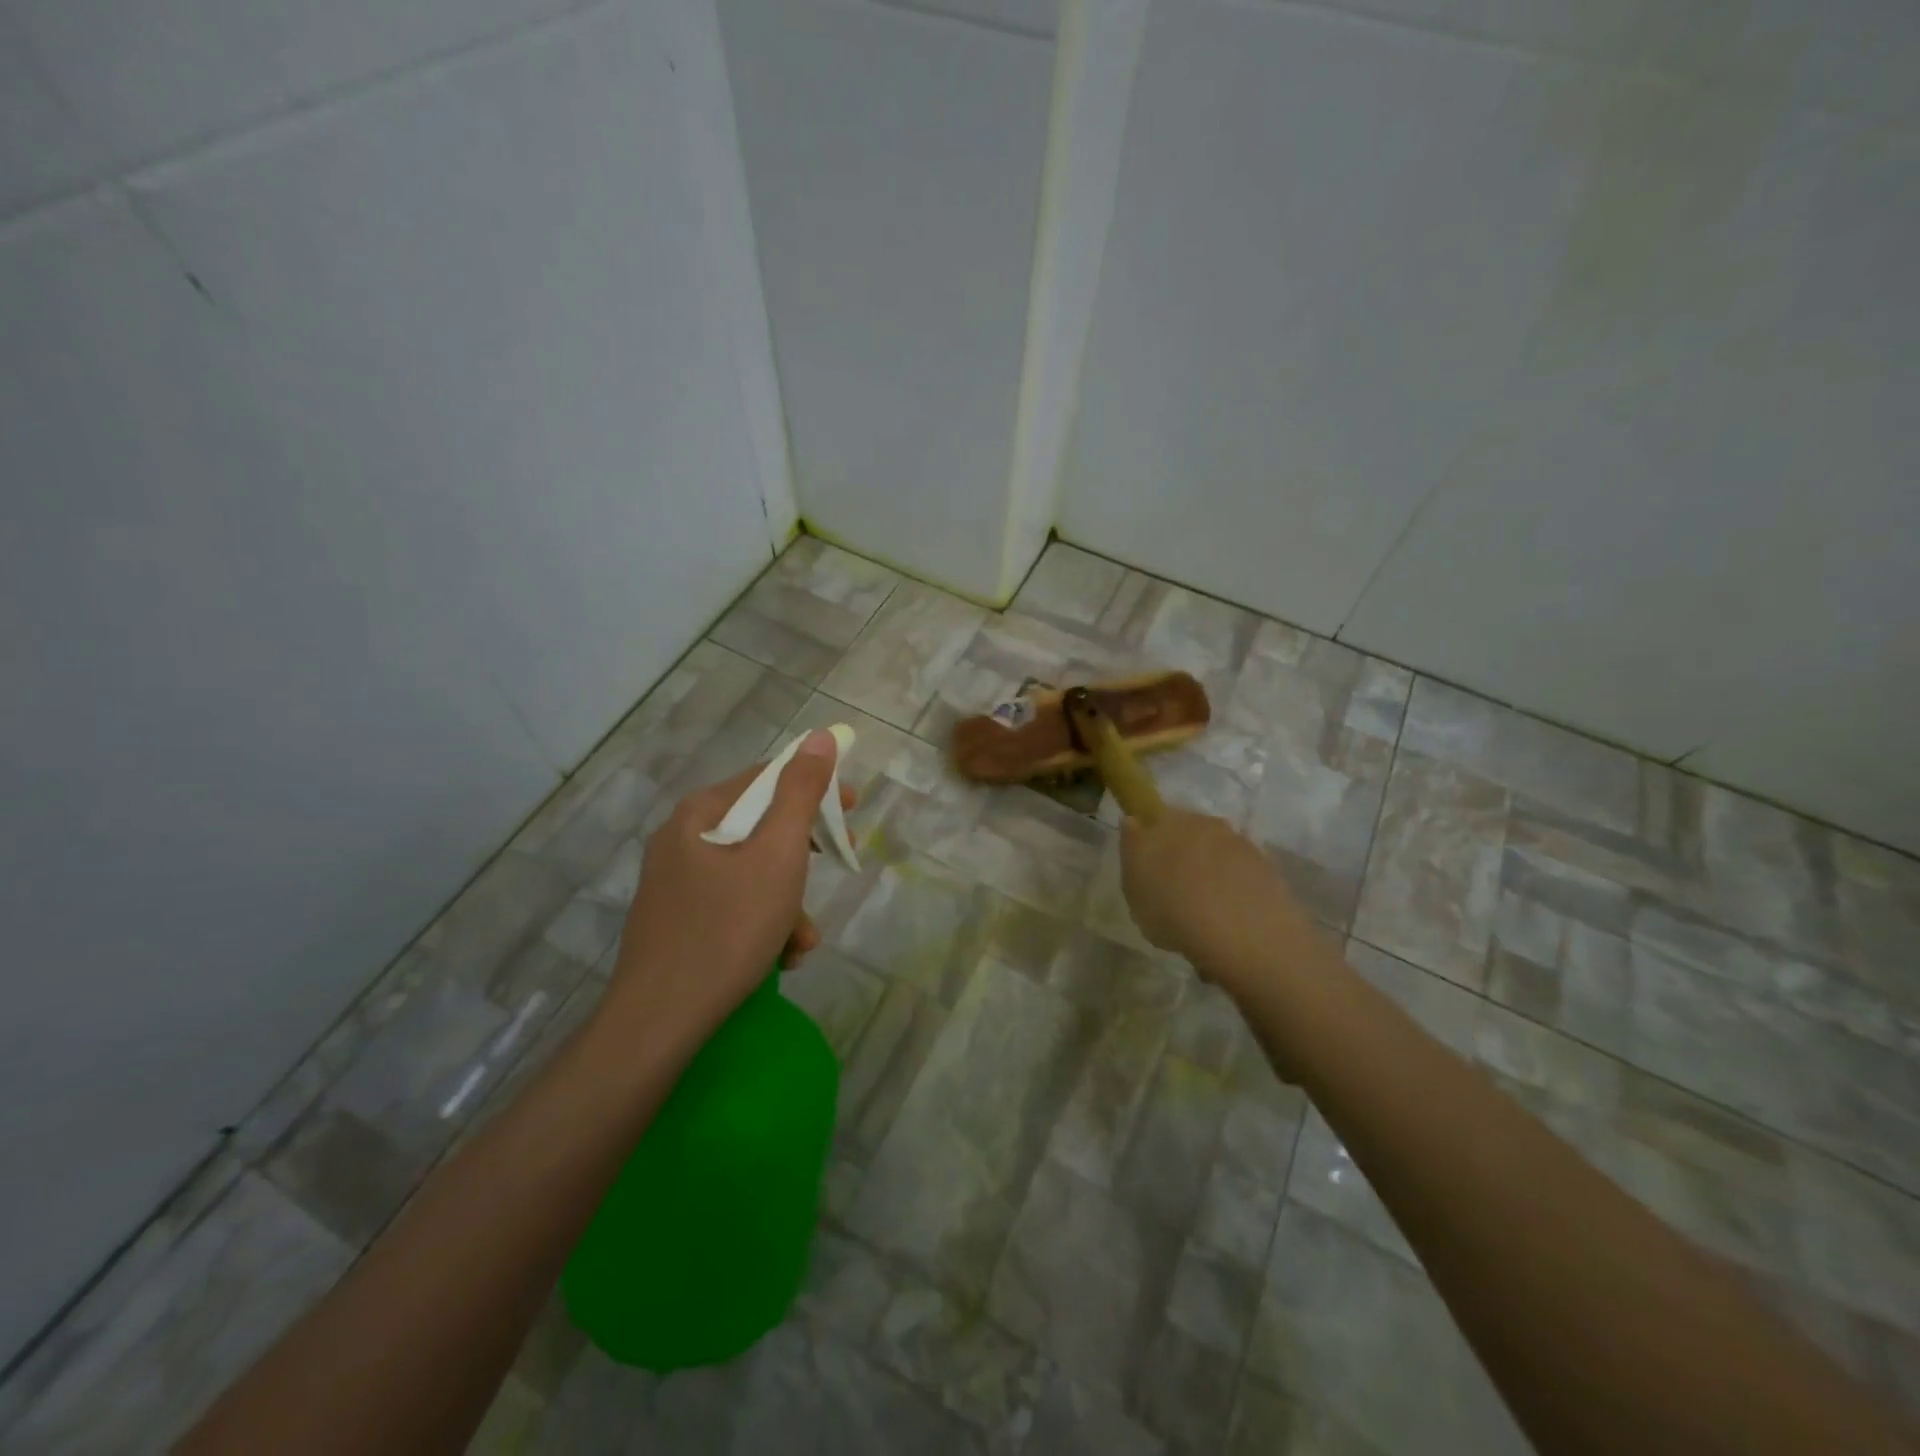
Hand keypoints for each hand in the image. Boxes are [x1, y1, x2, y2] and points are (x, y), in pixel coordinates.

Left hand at [604, 729, 846, 1051]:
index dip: (816, 787)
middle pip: (761, 827)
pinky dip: (762, 923)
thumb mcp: (778, 855)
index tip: (854, 809)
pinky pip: (732, 904)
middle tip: (839, 863)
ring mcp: (675, 882)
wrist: (658, 1022)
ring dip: (788, 901)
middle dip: (804, 856)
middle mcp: (681, 839)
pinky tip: (777, 958)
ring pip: (751, 872)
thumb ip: (800, 793)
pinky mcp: (676, 920)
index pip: (767, 778)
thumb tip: (818, 738)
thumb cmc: (727, 929)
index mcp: (700, 813)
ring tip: (802, 942)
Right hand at [1119, 809, 1315, 996]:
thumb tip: (1133, 822)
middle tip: (1176, 891)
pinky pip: (1243, 873)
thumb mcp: (1133, 889)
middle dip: (1183, 854)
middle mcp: (1205, 824)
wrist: (1245, 934)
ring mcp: (1240, 842)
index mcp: (1167, 822)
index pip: (1154, 818)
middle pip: (1189, 832)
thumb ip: (1132, 851)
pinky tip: (1232, 917)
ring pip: (1218, 851)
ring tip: (1206, 911)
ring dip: (1212, 871)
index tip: (1148, 864)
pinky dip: (1236, 888)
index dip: (1150, 837)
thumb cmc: (1173, 911)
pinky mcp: (1268, 866)